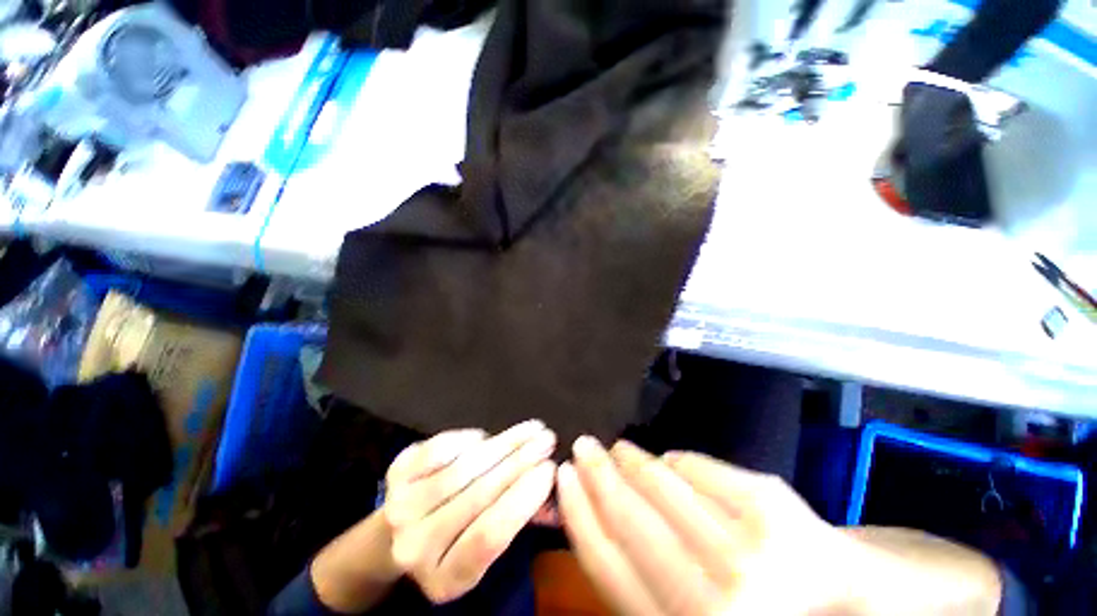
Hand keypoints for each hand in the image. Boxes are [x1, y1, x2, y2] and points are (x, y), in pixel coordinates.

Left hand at [383, 420, 556, 603]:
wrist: (398, 531)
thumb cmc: (455, 539)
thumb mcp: (486, 549)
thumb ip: (521, 521)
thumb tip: (557, 493)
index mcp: (444, 579)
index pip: (489, 536)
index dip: (523, 498)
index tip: (549, 469)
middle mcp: (415, 546)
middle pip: (478, 495)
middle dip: (521, 461)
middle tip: (547, 440)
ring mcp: (401, 507)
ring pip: (464, 468)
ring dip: (504, 443)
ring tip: (531, 429)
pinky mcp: (396, 473)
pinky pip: (443, 447)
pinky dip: (471, 438)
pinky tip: (488, 437)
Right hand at [556, 437, 850, 614]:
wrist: (842, 600)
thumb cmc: (749, 607)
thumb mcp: (685, 609)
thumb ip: (640, 576)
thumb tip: (594, 509)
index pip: (608, 566)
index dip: (579, 513)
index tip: (562, 475)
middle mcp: (715, 606)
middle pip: (633, 522)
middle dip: (598, 476)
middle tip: (583, 445)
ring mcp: (750, 554)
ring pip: (663, 489)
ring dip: (633, 461)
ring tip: (619, 448)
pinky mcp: (771, 509)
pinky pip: (700, 470)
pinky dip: (677, 461)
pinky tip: (668, 460)